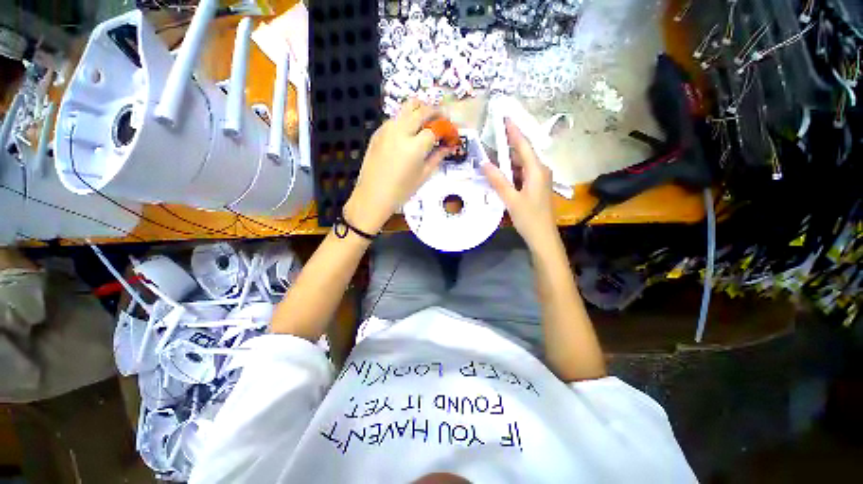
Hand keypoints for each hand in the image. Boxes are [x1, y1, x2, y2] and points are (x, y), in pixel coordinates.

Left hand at [345, 100, 452, 232]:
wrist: (373, 196)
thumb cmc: (401, 191)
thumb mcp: (424, 175)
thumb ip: (438, 156)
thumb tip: (450, 145)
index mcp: (414, 146)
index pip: (435, 128)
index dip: (446, 129)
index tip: (451, 133)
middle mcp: (400, 131)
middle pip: (422, 110)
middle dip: (436, 112)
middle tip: (443, 120)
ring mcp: (387, 129)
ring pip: (407, 107)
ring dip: (420, 110)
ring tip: (427, 121)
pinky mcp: (378, 131)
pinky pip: (395, 117)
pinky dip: (406, 118)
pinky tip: (409, 131)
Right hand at [481, 119, 557, 250]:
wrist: (543, 237)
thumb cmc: (529, 218)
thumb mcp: (511, 199)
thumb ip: (498, 180)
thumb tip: (484, 163)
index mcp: (536, 170)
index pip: (523, 144)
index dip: (513, 131)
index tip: (504, 117)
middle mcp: (540, 170)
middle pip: (523, 152)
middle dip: (508, 144)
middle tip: (491, 137)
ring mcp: (538, 179)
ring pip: (521, 164)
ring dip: (507, 159)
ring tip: (491, 153)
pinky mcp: (535, 187)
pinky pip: (521, 173)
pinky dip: (510, 171)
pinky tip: (499, 173)